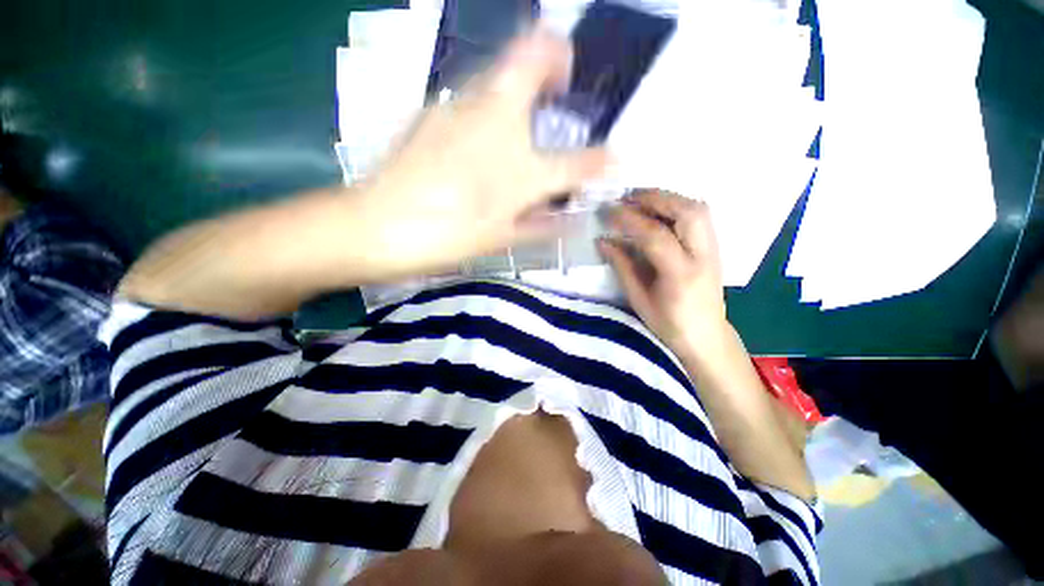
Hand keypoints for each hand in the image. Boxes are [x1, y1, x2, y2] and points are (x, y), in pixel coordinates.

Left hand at [355, 28, 608, 277]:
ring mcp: (460, 106)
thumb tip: (568, 220)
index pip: (578, 162)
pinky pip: (471, 97)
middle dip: (555, 55)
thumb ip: (541, 226)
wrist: (378, 226)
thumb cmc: (448, 237)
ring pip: (499, 70)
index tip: (610, 159)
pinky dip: (487, 106)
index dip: (601, 161)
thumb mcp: (501, 238)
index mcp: (521, 169)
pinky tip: (478, 136)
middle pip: (533, 54)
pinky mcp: (432, 110)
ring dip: (520, 79)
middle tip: (561, 79)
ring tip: (522, 114)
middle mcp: (496, 122)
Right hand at [599, 190, 727, 356]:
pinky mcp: (714, 246)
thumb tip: (603, 241)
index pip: (656, 236)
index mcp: (681, 275)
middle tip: (627, 196)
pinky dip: (677, 205)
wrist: (706, 336)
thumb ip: (622, 267)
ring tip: (641, 199)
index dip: (630, 220)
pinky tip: (659, 209)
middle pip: (687, 212)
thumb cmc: (668, 324)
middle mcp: (704, 256)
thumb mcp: (638, 299)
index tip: (609, 211)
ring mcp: (714, 249)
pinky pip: (699, 215)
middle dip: (655, 198)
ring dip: (667, 198)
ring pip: (697, 208)